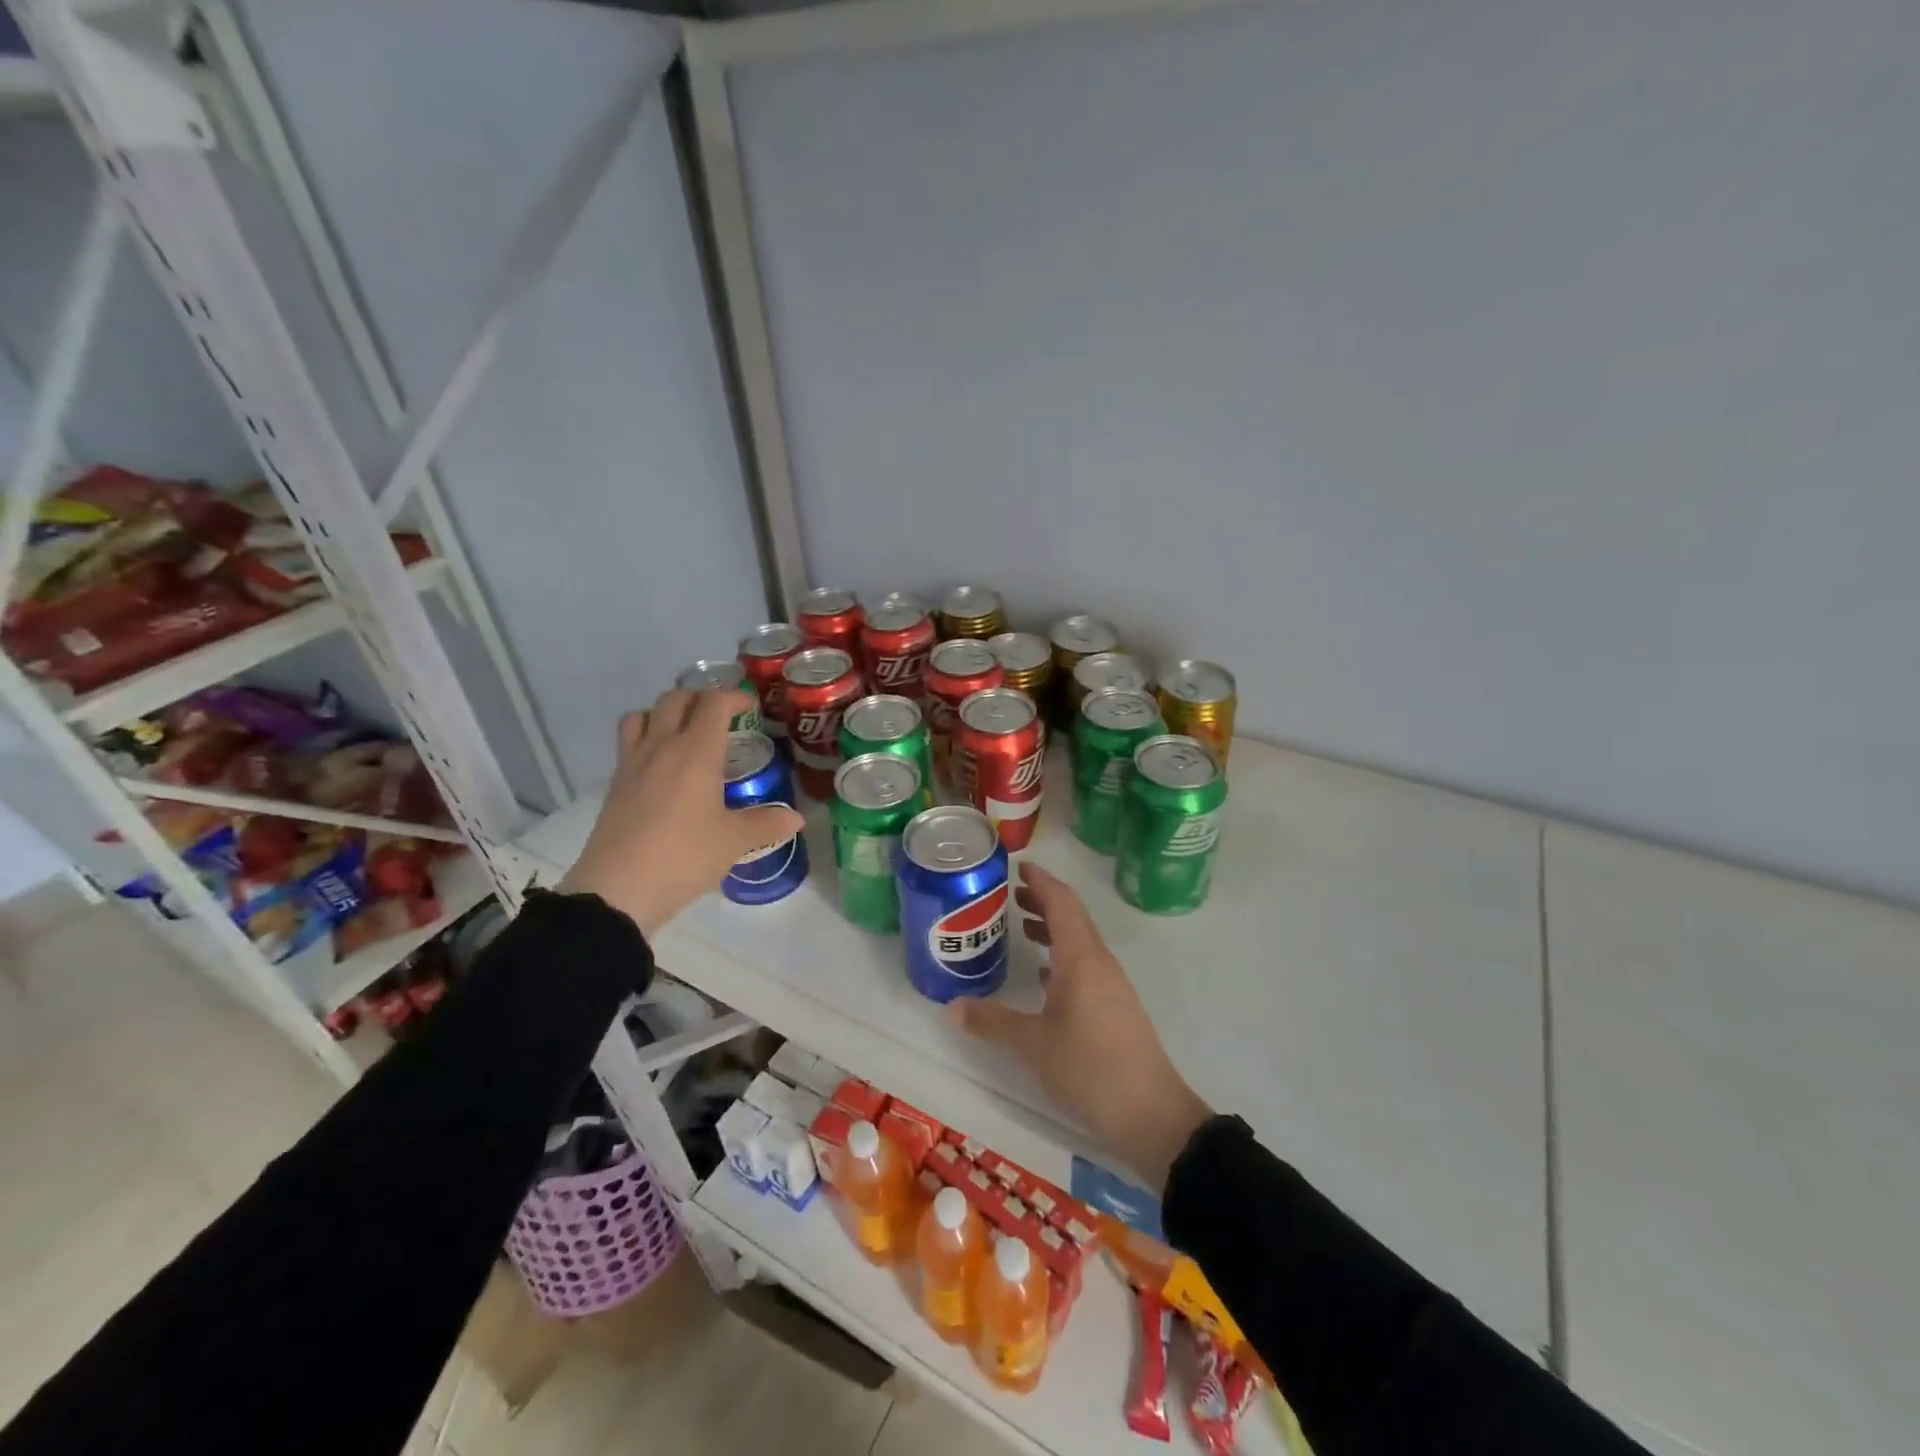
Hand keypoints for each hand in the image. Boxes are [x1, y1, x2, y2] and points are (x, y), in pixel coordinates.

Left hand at [561, 689, 802, 938]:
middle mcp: (662, 747)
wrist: (618, 890)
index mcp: (696, 752)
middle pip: (676, 699)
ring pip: (643, 714)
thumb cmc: (684, 856)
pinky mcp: (615, 785)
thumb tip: (796, 819)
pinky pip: (629, 743)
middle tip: (720, 717)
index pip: (714, 703)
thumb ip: (766, 824)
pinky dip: (646, 738)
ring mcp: (632, 764)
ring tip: (684, 732)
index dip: (734, 697)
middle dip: (701, 698)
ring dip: (665, 712)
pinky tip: (662, 767)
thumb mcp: (733, 841)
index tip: (750, 707)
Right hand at [949, 862, 1211, 1190]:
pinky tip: (1042, 976)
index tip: (1018, 867)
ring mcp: (1111, 985)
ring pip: (1078, 942)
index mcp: (1081, 958)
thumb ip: (992, 1021)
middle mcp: (1099, 962)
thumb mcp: (1033, 1044)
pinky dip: (1060, 957)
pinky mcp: (1114, 1007)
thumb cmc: (1090, 1067)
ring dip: (1051, 929)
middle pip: (1071, 917)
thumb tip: (952, 1007)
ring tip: (1019, 928)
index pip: (1062, 902)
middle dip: (1042, 901)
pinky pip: (1084, 965)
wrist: (1151, 1115)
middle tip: (1009, 895)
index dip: (1041, 881)